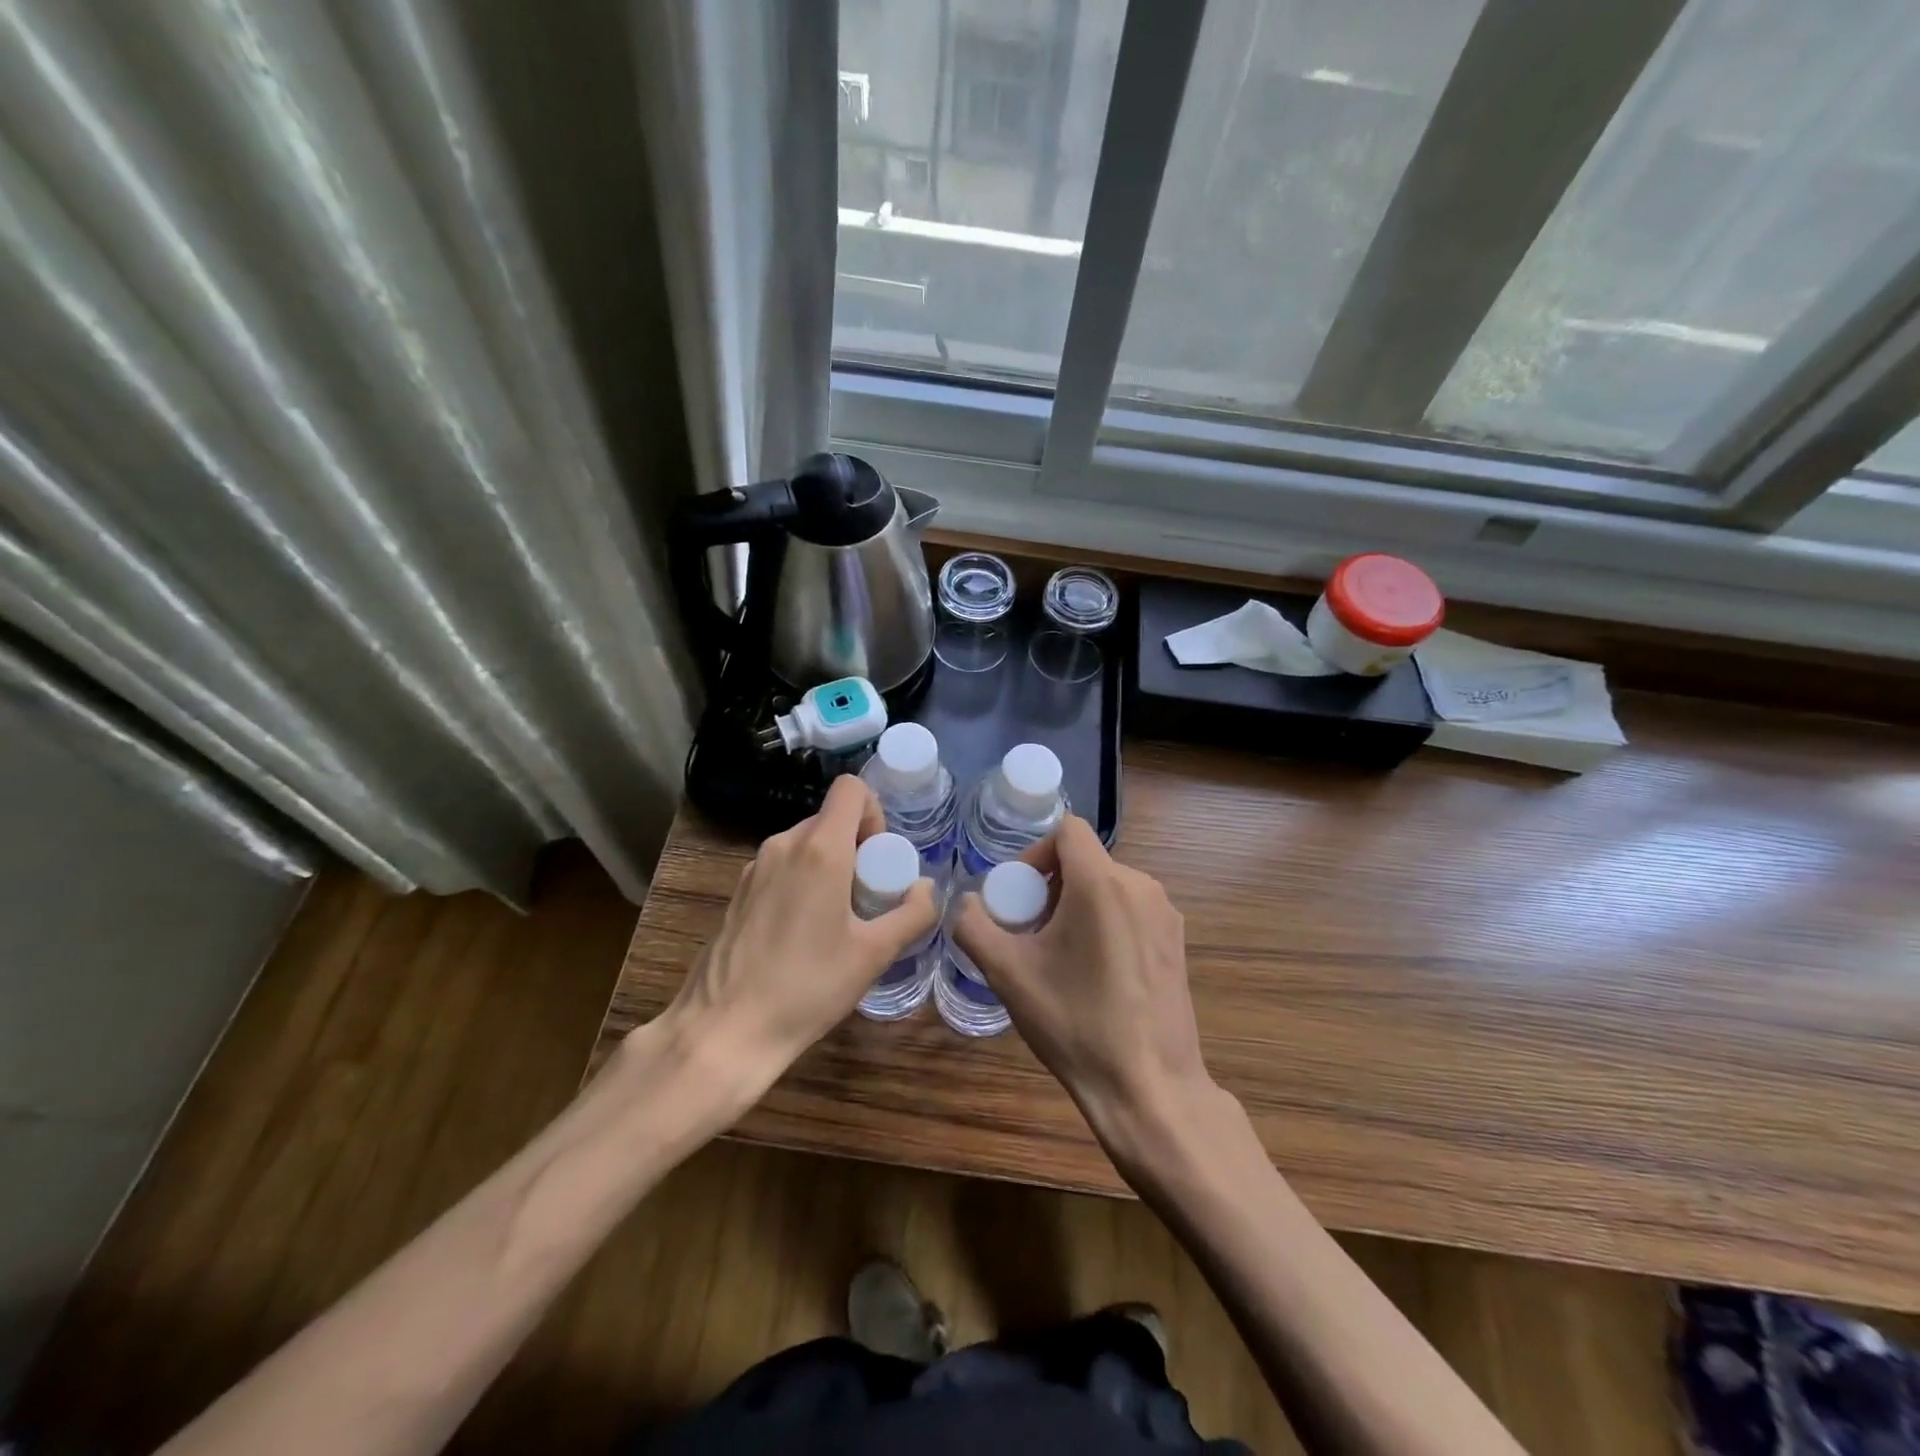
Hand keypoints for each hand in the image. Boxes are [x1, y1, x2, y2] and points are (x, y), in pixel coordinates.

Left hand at [660, 776, 937, 1088]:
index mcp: (819, 849)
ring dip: (830, 865)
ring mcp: (754, 867)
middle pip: (830, 819)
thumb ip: (913, 914)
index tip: (880, 859)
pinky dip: (802, 881)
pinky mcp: (737, 891)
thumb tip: (928, 888)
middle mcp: (783, 844)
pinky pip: (782, 867)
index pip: (851, 789)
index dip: (874, 812)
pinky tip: (802, 934)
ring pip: (805, 844)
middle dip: (857, 847)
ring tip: (837, 920)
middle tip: (867, 897)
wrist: (725, 1030)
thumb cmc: (808, 987)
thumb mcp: (874, 954)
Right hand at [951, 816, 1212, 1153]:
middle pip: (1086, 860)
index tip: (1020, 895)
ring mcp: (1166, 915)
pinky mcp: (1178, 942)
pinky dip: (1106, 922)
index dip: (1035, 853)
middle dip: (1051, 885)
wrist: (1149, 1087)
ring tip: (1060, 955)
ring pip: (1109, 885)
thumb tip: (965, 904)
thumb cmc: (1076, 1024)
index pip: (1068, 831)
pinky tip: (1095, 973)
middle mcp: (1141, 886)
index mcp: (1103, 883)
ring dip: (1077, 904)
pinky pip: (1132, 910)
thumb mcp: (1008, 974)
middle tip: (1031, 931)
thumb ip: (974, 926)